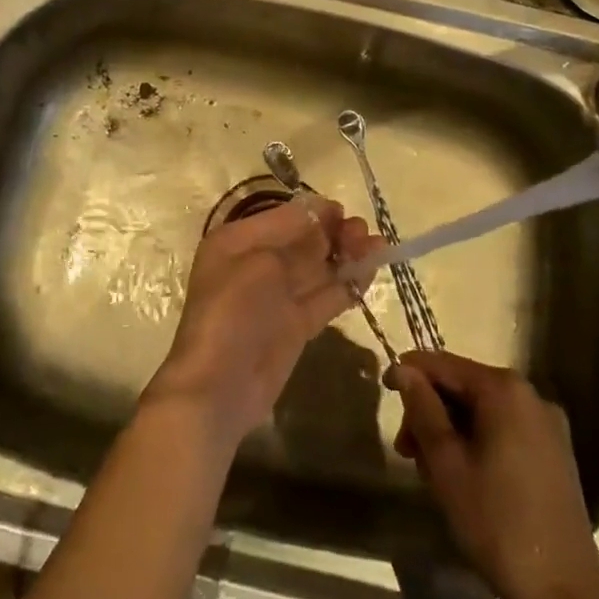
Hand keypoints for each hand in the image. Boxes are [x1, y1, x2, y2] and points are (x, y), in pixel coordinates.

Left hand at [144, 199, 379, 446]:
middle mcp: (258, 263)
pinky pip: (324, 297)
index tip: (344, 212)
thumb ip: (296, 239)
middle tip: (364, 232)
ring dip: (347, 257)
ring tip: (379, 247)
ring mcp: (277, 297)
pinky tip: (369, 274)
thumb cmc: (233, 311)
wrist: (220, 387)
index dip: (315, 213)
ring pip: (318, 269)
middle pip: (303, 241)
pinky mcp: (295, 326)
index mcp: (239, 241)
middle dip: (335, 233)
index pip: (284, 217)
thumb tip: (323, 215)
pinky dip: (347, 285)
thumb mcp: (261, 262)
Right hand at [389, 351, 598, 598]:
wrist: (564, 596)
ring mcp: (548, 426)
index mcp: (505, 389)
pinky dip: (478, 442)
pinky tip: (463, 475)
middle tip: (406, 450)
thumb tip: (404, 369)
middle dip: (431, 412)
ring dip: (451, 431)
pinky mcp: (556, 455)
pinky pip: (505, 430)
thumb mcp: (446, 464)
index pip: (445, 365)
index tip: (383, 388)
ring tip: (430, 470)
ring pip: (484, 412)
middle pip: (465, 388)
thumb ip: (422, 409)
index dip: (410, 372)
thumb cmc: (496, 523)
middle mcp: (531, 395)